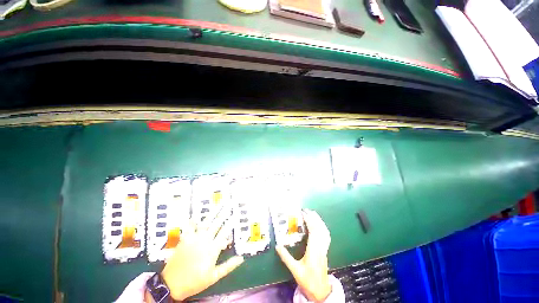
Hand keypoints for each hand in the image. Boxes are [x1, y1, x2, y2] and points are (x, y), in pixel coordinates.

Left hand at [158, 209, 243, 300]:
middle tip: (228, 205)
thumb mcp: (214, 276)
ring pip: (205, 222)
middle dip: (223, 214)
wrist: (172, 284)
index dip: (230, 224)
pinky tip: (195, 216)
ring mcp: (194, 239)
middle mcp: (205, 240)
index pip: (224, 233)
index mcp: (213, 249)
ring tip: (218, 205)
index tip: (235, 216)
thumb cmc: (195, 281)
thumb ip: (228, 266)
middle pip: (216, 224)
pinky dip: (192, 221)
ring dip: (212, 213)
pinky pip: (189, 227)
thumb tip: (241, 258)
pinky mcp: (185, 239)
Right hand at [276, 209, 331, 302]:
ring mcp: (324, 249)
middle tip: (306, 210)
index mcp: (313, 250)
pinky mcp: (325, 250)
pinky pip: (326, 235)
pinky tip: (319, 225)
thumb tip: (277, 246)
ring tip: (312, 214)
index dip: (309, 220)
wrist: (320, 291)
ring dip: (319, 221)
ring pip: (324, 231)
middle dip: (314, 217)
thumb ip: (286, 257)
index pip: (313, 231)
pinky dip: (323, 227)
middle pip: (320, 228)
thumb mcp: (295, 270)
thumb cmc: (307, 280)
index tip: (303, 213)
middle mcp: (320, 247)